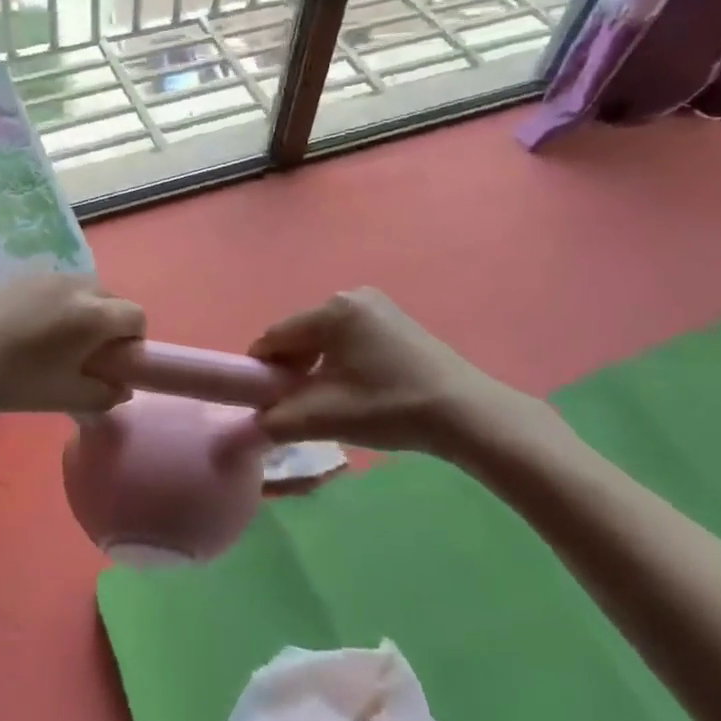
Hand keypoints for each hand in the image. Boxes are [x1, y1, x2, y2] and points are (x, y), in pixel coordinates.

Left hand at [0, 274, 145, 417]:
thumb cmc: (16, 378)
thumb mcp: (65, 396)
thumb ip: (104, 394)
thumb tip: (121, 387)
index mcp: (95, 314)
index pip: (137, 317)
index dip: (132, 342)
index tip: (113, 364)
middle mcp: (79, 285)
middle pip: (112, 299)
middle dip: (110, 326)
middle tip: (87, 356)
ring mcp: (49, 275)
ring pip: (84, 291)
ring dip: (84, 313)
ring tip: (57, 342)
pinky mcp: (22, 275)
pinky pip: (57, 288)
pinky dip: (59, 305)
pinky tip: (32, 329)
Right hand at [249, 288, 545, 456]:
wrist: (468, 415)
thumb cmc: (390, 408)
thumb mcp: (324, 417)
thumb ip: (276, 419)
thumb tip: (252, 423)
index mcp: (332, 311)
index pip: (275, 336)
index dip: (261, 369)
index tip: (260, 400)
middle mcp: (351, 296)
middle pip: (300, 334)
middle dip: (290, 368)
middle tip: (295, 404)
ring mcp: (378, 306)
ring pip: (325, 337)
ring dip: (315, 366)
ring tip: (326, 401)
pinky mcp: (396, 321)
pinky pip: (349, 337)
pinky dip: (340, 361)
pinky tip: (354, 389)